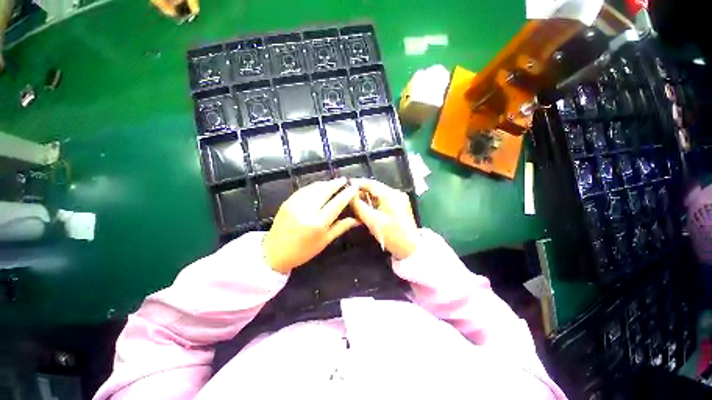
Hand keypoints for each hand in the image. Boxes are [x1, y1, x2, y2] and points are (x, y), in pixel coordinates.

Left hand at [263, 178, 360, 273]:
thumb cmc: (303, 251)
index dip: (347, 194)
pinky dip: (314, 186)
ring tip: (334, 182)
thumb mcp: (325, 241)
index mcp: (318, 223)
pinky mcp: (288, 201)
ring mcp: (295, 204)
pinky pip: (304, 189)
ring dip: (326, 183)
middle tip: (345, 180)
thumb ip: (341, 227)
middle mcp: (306, 210)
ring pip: (314, 187)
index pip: (337, 203)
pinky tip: (320, 186)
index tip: (354, 187)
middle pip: (325, 190)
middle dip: (336, 183)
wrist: (274, 253)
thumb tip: (358, 219)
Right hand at [351, 179, 419, 259]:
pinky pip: (383, 201)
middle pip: (375, 188)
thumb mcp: (372, 221)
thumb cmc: (392, 235)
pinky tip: (367, 210)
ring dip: (367, 199)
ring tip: (355, 204)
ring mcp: (399, 200)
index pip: (371, 183)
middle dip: (362, 192)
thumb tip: (350, 197)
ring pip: (379, 195)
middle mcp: (396, 193)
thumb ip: (359, 207)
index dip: (357, 183)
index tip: (346, 185)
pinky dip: (374, 204)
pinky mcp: (399, 207)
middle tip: (349, 198)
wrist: (411, 249)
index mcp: (391, 194)